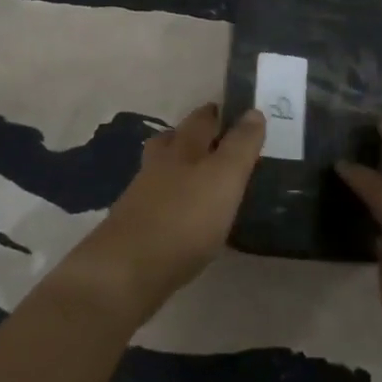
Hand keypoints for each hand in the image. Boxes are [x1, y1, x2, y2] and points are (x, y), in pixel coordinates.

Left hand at [58, 103, 264, 327]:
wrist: (127, 270)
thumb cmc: (184, 219)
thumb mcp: (224, 178)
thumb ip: (241, 146)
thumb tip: (254, 111)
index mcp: (182, 148)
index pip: (201, 119)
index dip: (217, 112)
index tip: (235, 112)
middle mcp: (159, 164)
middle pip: (175, 139)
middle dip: (193, 134)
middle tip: (218, 139)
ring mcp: (142, 194)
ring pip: (163, 168)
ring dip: (180, 165)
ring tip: (202, 175)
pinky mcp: (136, 225)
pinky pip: (158, 200)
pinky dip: (172, 198)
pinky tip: (184, 214)